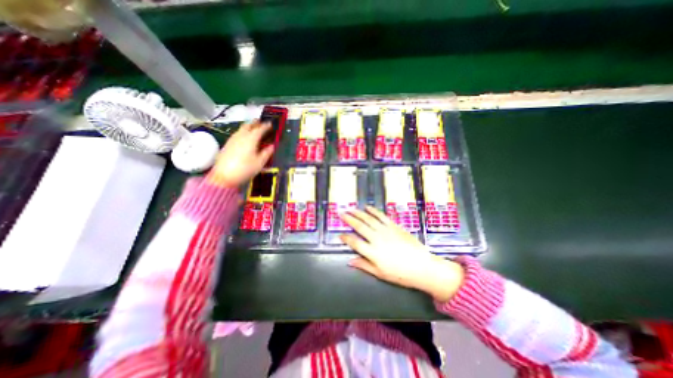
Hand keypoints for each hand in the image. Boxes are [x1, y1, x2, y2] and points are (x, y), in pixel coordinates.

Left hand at [208, 119, 275, 186]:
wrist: (224, 176)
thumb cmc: (245, 169)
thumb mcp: (260, 162)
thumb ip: (267, 153)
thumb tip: (272, 146)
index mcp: (251, 139)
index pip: (260, 129)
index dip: (266, 126)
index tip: (270, 124)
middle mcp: (241, 136)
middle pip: (248, 125)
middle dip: (255, 123)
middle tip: (260, 122)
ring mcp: (232, 139)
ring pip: (241, 129)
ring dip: (248, 126)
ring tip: (253, 128)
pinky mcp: (227, 144)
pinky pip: (237, 134)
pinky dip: (243, 132)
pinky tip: (244, 137)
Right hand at [343, 207, 462, 301]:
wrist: (422, 266)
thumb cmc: (400, 274)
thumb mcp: (380, 273)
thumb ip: (364, 265)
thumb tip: (350, 261)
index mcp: (372, 252)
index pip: (354, 242)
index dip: (345, 238)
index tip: (340, 234)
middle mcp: (376, 239)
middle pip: (359, 227)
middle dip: (349, 219)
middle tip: (341, 213)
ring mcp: (385, 231)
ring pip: (369, 219)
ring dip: (359, 213)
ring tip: (351, 209)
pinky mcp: (394, 226)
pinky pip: (381, 216)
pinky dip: (374, 211)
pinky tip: (368, 207)